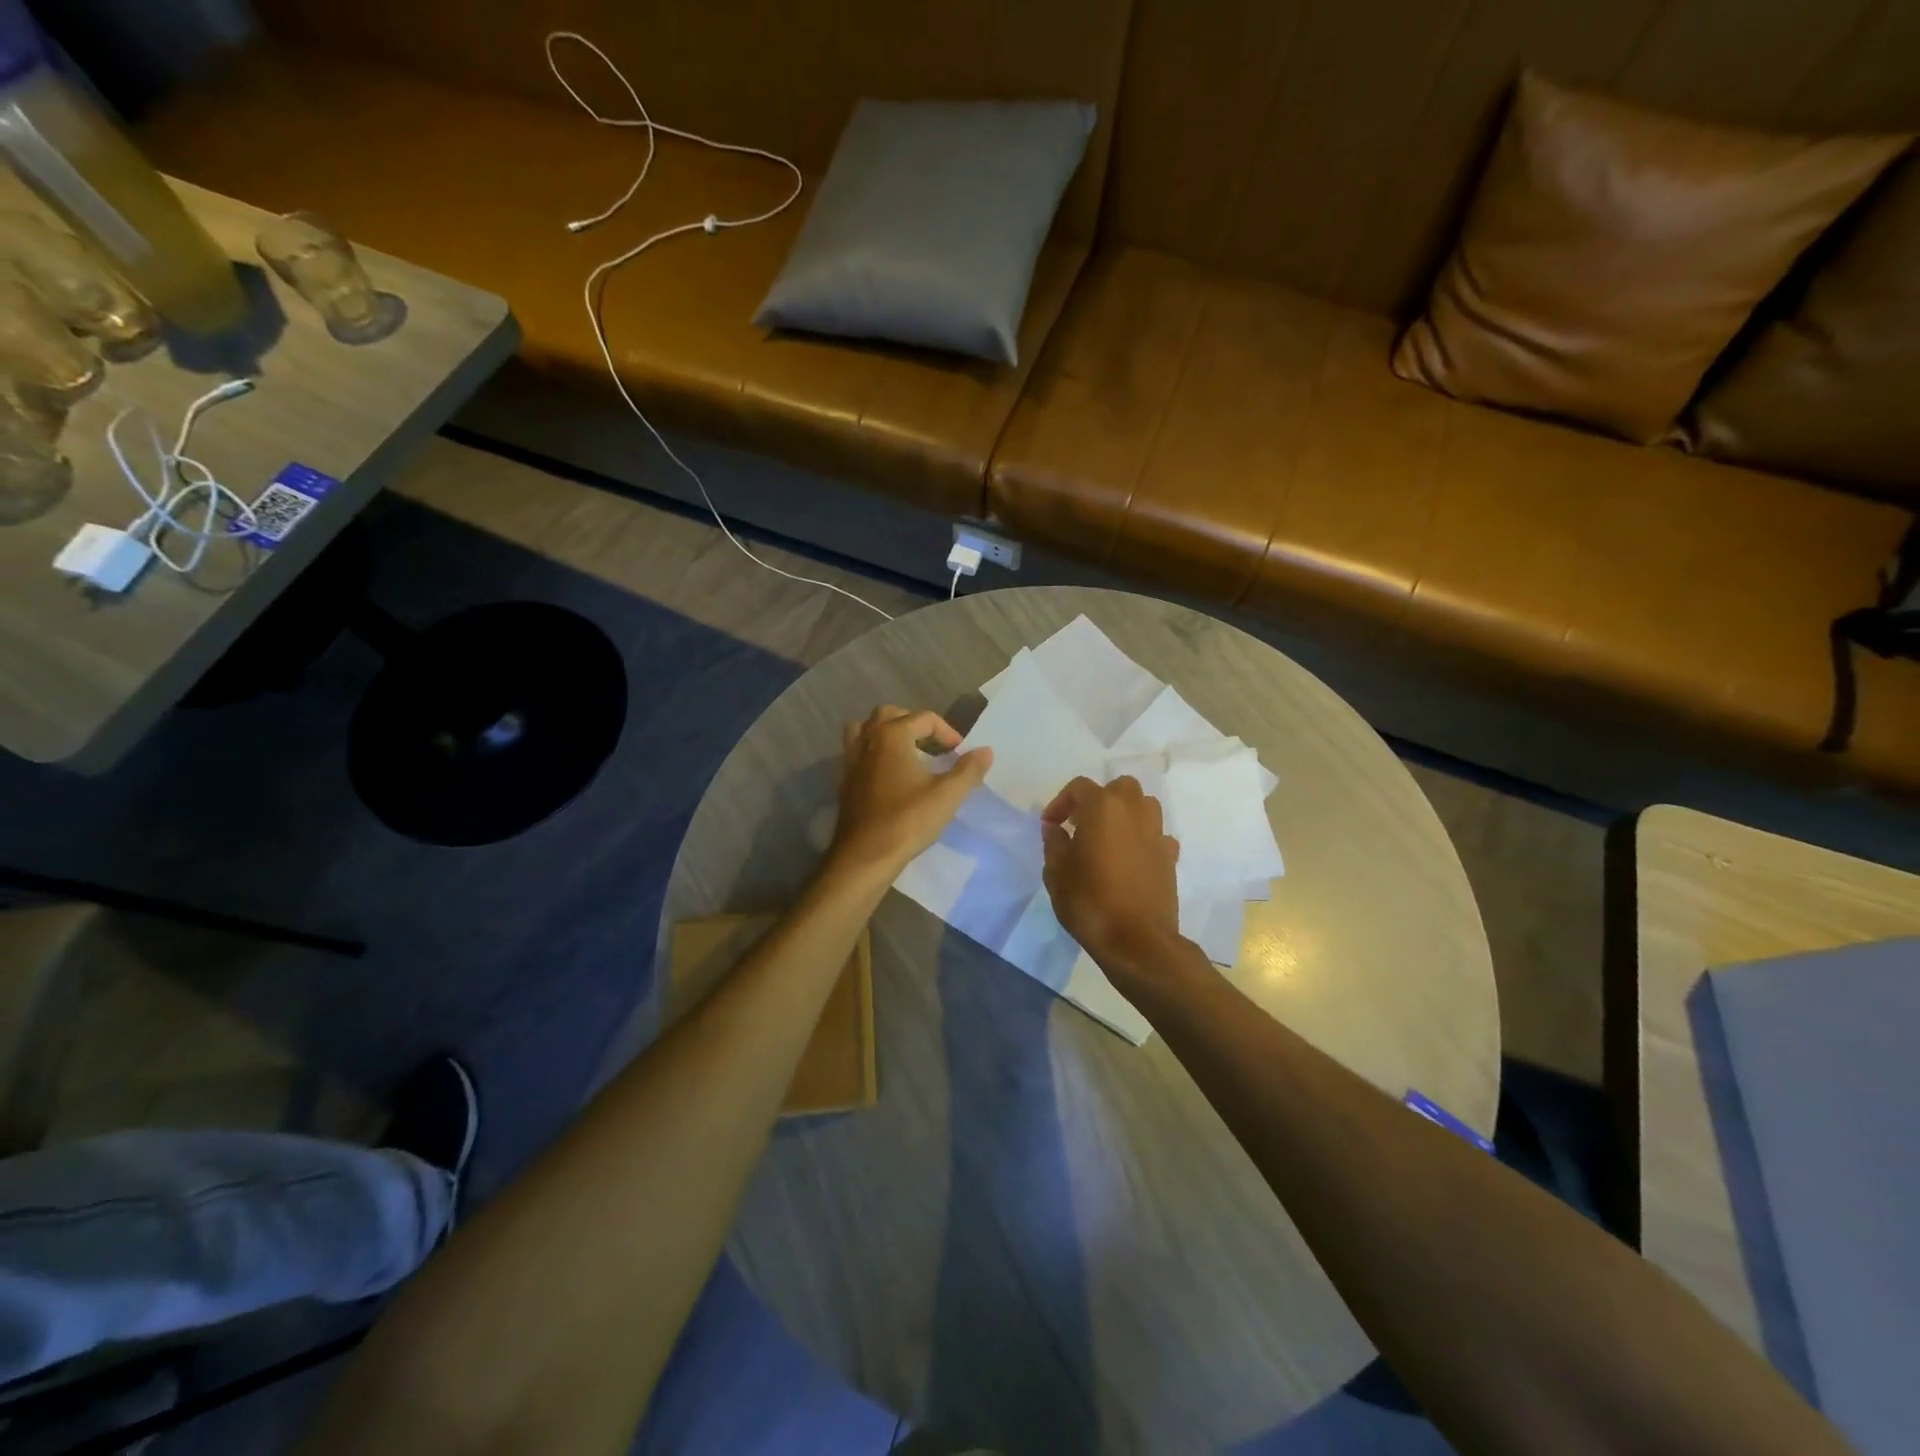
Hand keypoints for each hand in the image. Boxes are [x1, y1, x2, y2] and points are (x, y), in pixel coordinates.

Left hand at [828, 707, 991, 881]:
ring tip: (906, 753)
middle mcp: (867, 739)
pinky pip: (857, 752)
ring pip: (866, 729)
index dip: (947, 733)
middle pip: (890, 715)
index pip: (924, 718)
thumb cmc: (908, 821)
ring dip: (886, 733)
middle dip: (914, 725)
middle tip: (933, 747)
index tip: (960, 755)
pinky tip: (888, 775)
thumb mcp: (947, 796)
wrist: (865, 856)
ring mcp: (851, 760)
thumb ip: (969, 770)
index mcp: (892, 735)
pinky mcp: (844, 780)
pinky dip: (873, 753)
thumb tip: (985, 751)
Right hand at [1041, 776, 1185, 986]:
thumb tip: (1055, 828)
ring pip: (1143, 805)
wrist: (1137, 940)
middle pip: (1118, 788)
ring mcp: (1156, 832)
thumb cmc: (1090, 901)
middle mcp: (1134, 810)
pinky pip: (1156, 834)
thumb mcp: (1056, 872)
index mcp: (1103, 807)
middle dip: (1098, 800)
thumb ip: (1054, 843)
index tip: (1050, 825)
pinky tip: (1130, 858)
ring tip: (1107, 837)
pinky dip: (1142, 838)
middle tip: (1081, 824)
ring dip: (1124, 814)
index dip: (1060, 802)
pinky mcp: (1170, 856)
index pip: (1079, 787)